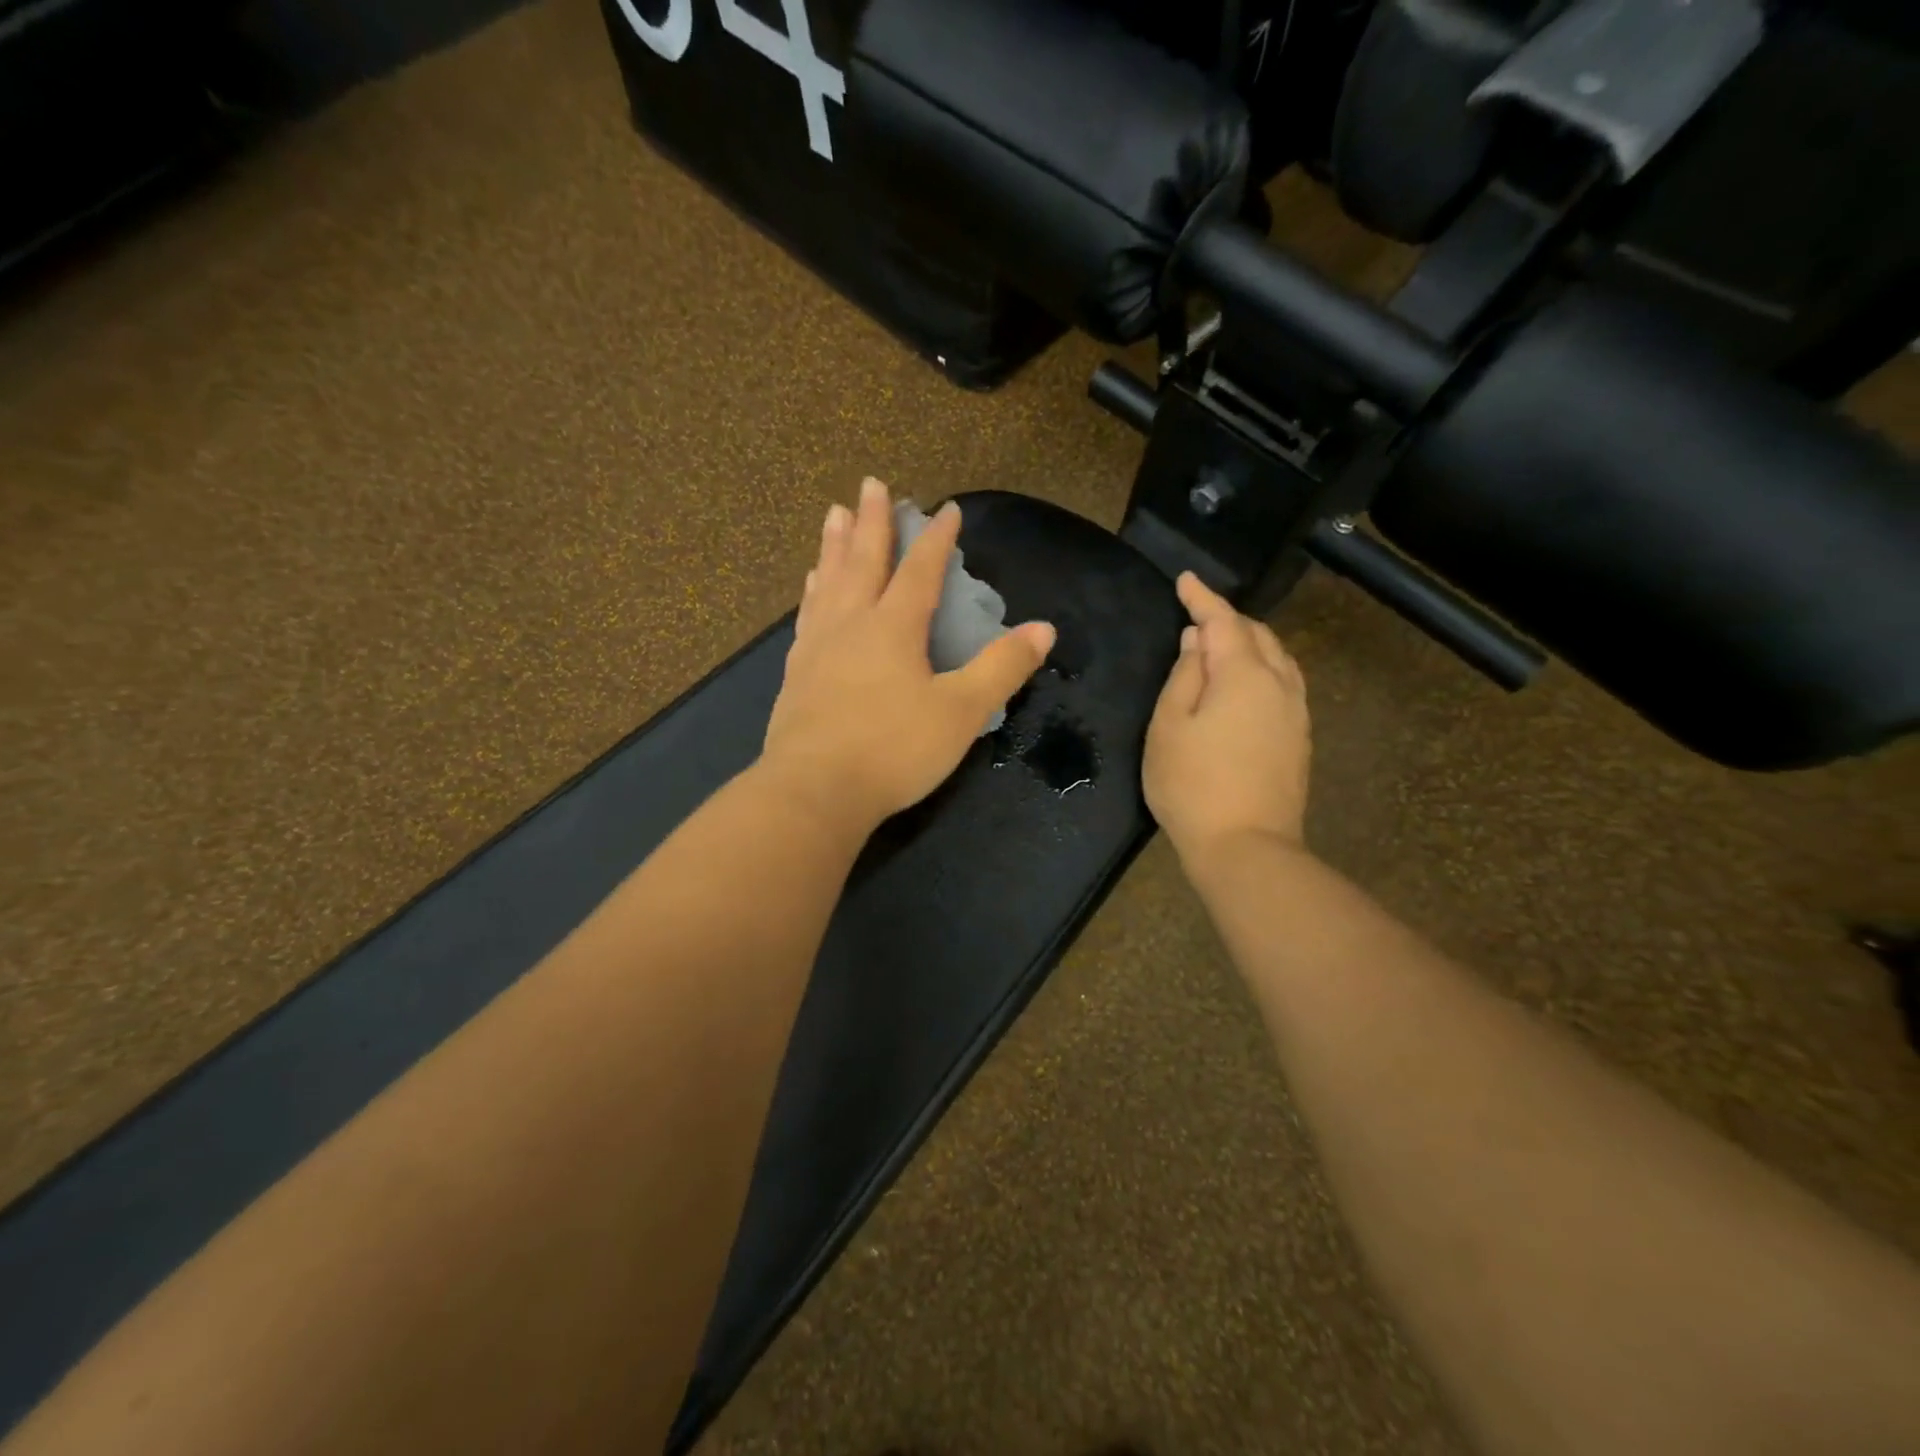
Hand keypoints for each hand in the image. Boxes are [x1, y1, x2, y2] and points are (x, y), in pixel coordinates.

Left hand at [760, 478, 1055, 835]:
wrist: (815, 790)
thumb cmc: (894, 749)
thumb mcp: (961, 712)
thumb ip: (1001, 668)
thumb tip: (1043, 630)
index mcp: (895, 627)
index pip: (922, 570)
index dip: (937, 538)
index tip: (947, 508)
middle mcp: (853, 623)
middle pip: (864, 560)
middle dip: (873, 521)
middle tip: (871, 483)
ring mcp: (818, 646)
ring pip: (829, 581)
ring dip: (835, 545)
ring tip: (835, 516)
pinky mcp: (797, 672)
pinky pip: (807, 615)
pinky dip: (813, 591)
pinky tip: (811, 586)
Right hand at [1143, 572, 1311, 862]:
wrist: (1245, 846)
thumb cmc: (1192, 784)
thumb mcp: (1168, 726)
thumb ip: (1184, 677)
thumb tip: (1198, 642)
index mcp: (1244, 675)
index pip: (1224, 621)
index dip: (1203, 597)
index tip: (1184, 580)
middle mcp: (1279, 684)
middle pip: (1258, 635)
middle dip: (1229, 619)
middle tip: (1198, 615)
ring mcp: (1295, 712)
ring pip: (1279, 658)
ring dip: (1251, 642)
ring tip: (1223, 643)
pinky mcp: (1299, 738)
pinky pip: (1284, 683)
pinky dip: (1264, 668)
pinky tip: (1247, 683)